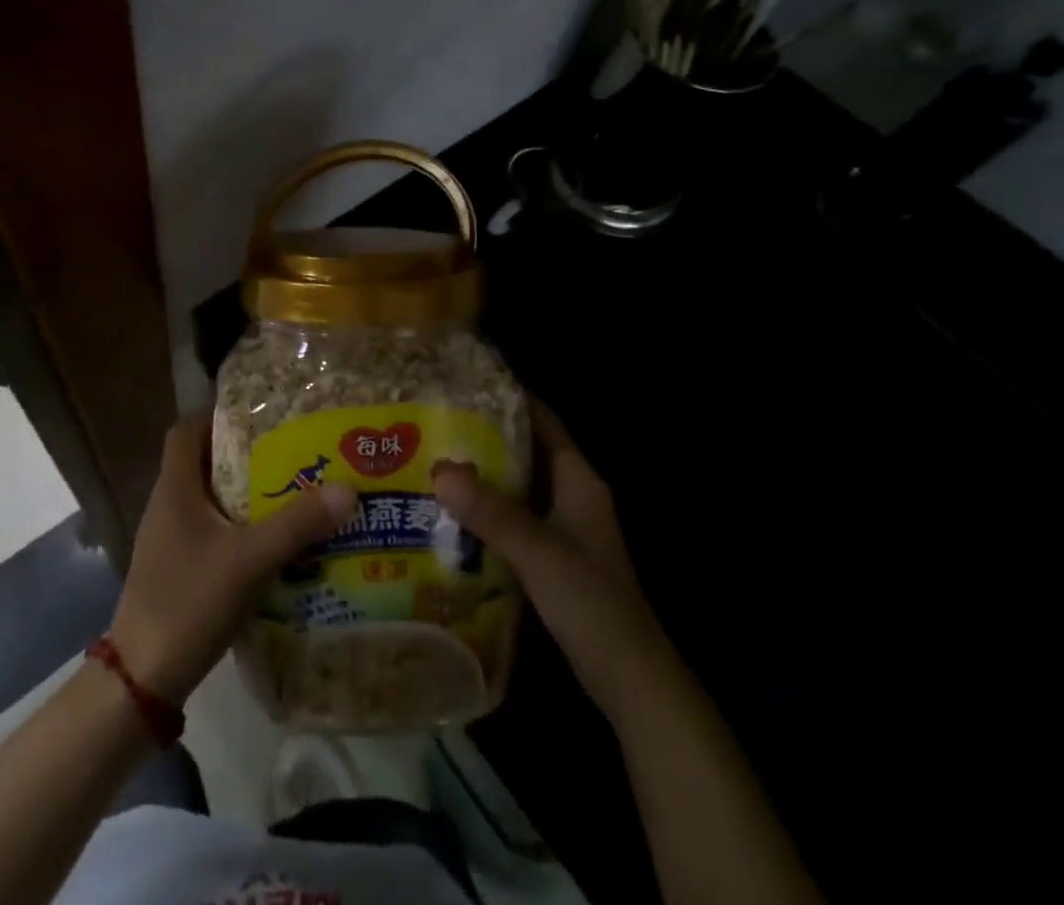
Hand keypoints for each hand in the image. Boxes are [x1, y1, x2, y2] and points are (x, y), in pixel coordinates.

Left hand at [109, 410, 357, 708]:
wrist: (142, 678)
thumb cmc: (189, 602)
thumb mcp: (248, 560)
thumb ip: (297, 525)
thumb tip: (348, 488)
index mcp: (175, 488)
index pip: (186, 430)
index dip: (217, 415)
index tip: (259, 414)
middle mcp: (168, 505)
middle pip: (203, 461)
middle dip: (244, 453)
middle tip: (290, 450)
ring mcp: (170, 539)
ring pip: (209, 498)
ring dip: (244, 492)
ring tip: (291, 490)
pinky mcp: (178, 568)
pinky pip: (211, 531)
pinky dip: (239, 527)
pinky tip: (272, 542)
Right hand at [432, 398, 670, 710]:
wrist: (630, 680)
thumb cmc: (592, 603)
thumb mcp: (538, 551)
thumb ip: (491, 511)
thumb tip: (439, 470)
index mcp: (579, 480)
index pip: (544, 421)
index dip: (509, 399)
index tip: (464, 383)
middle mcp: (572, 496)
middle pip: (526, 452)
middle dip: (484, 437)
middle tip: (435, 423)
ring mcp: (564, 529)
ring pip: (517, 488)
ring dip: (482, 476)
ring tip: (432, 462)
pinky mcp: (552, 559)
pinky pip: (513, 520)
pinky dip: (486, 512)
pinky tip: (450, 515)